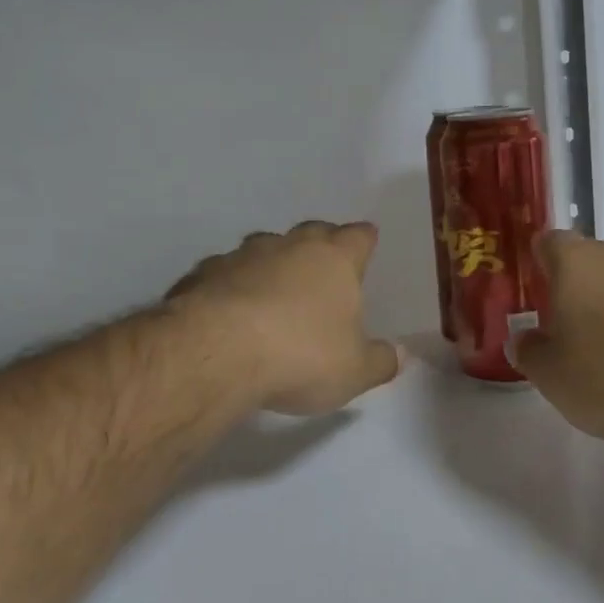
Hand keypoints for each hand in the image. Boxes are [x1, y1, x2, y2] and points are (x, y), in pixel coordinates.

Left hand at [167, 221, 402, 416]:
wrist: (216, 351)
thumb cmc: (300, 355)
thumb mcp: (353, 371)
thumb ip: (380, 361)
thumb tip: (400, 354)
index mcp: (335, 260)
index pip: (358, 236)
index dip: (364, 240)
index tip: (367, 242)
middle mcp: (290, 246)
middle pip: (312, 232)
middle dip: (320, 244)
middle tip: (323, 264)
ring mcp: (243, 256)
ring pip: (264, 248)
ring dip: (272, 263)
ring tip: (273, 289)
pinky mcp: (203, 274)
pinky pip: (225, 273)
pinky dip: (231, 285)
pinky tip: (228, 310)